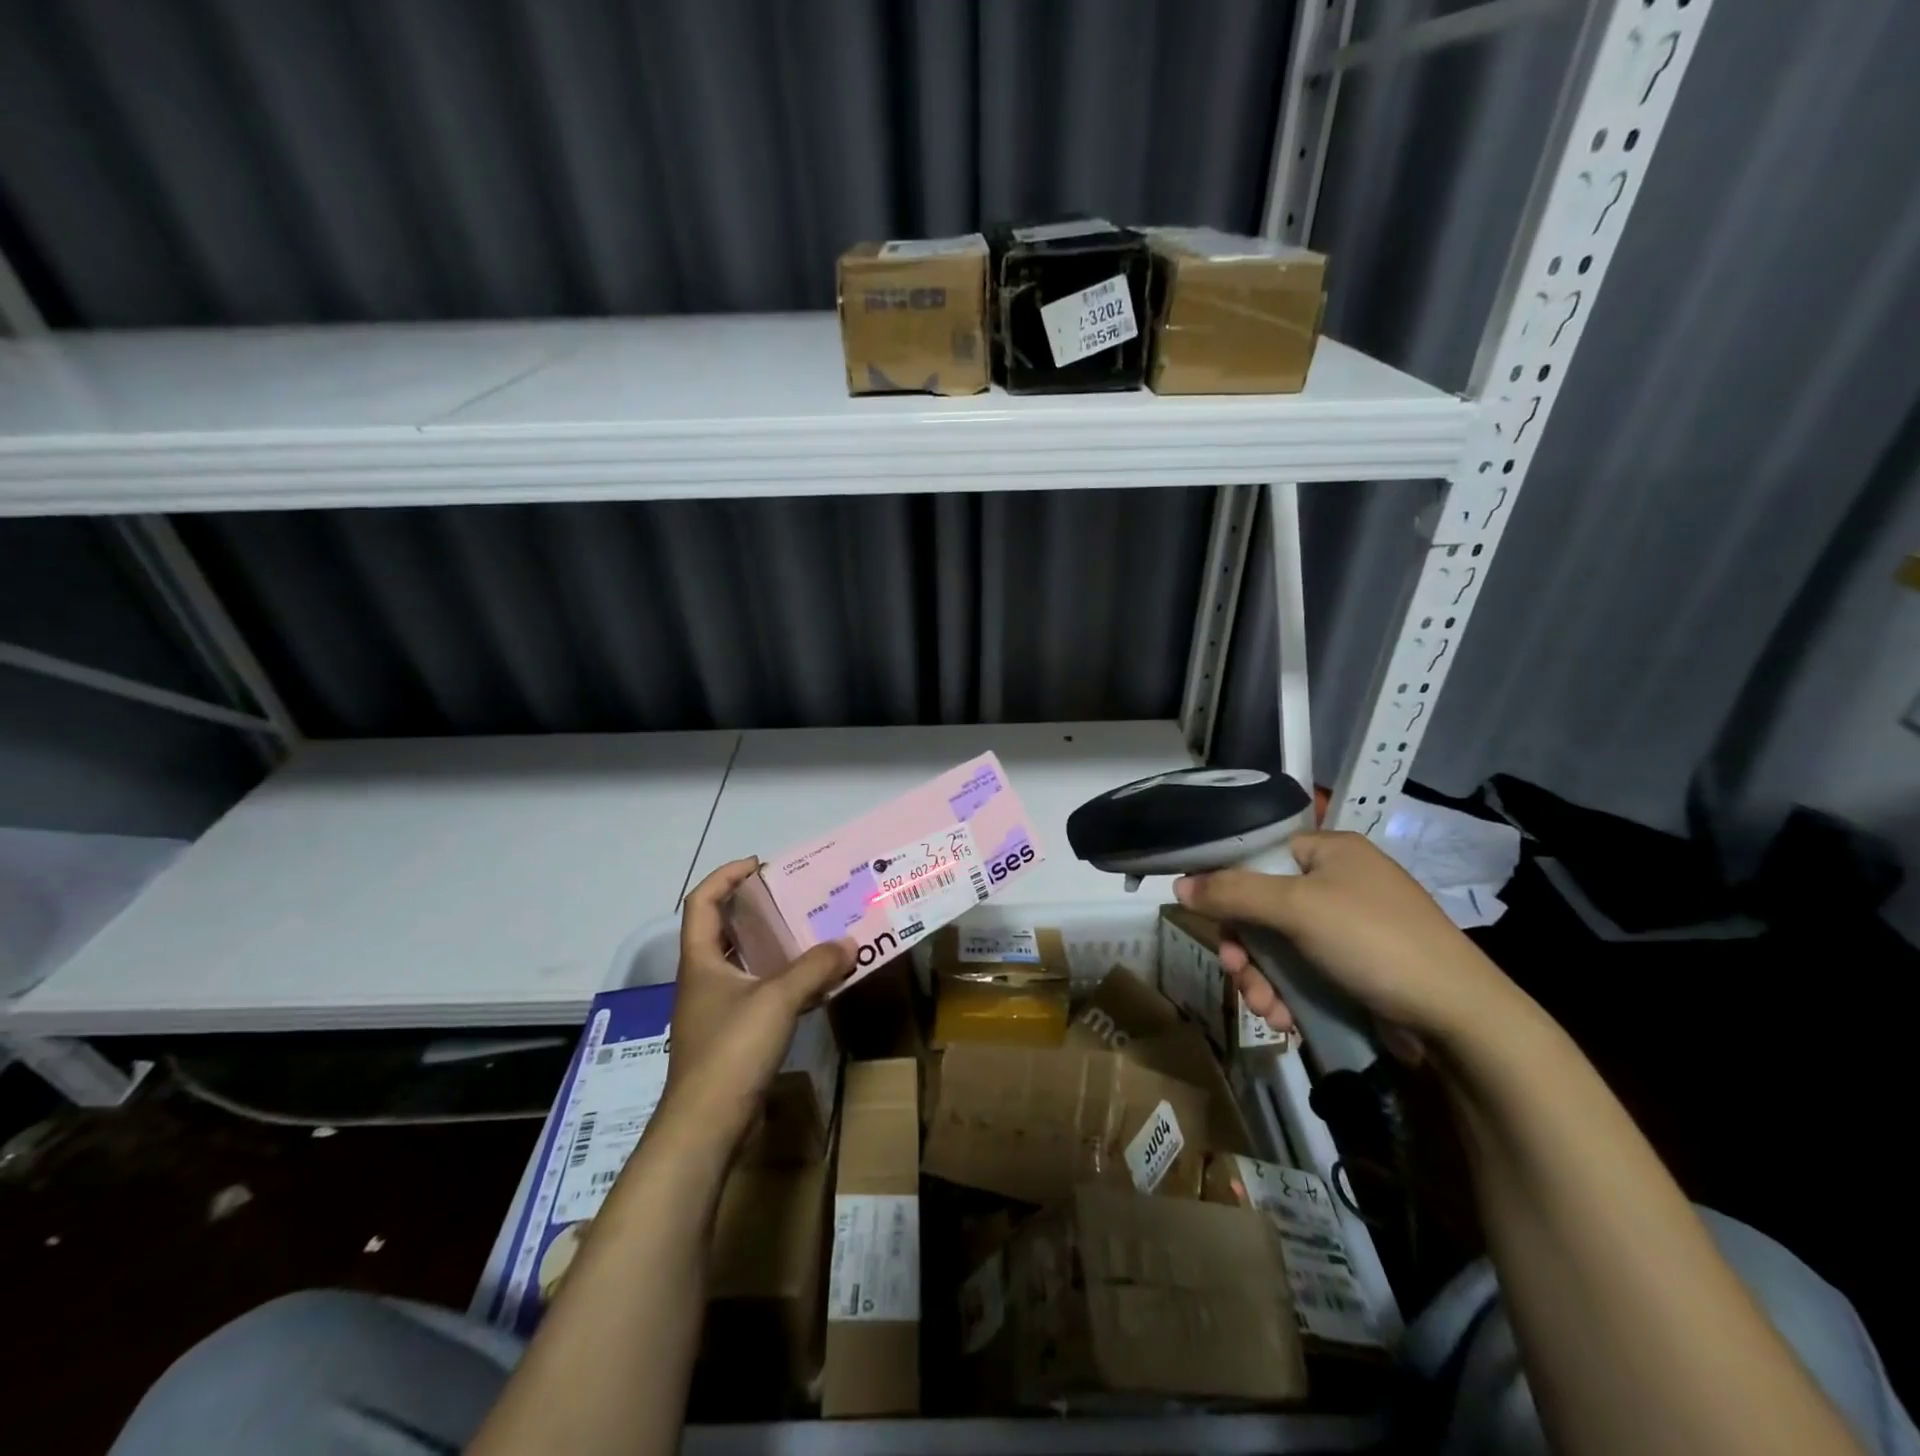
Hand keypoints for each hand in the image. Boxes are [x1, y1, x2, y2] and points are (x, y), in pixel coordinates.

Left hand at [659, 859, 854, 1152]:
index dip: (726, 876)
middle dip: (757, 909)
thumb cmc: (731, 1050)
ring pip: (745, 964)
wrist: (705, 1127)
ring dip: (775, 947)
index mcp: (701, 960)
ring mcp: (716, 1010)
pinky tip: (815, 984)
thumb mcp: (777, 1000)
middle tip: (796, 897)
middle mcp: (704, 979)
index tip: (760, 865)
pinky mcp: (732, 1036)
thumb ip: (815, 967)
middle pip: (725, 930)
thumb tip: (850, 943)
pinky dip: (784, 982)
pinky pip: (760, 994)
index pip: (702, 901)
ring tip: (813, 933)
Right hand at [1174, 830, 1515, 1050]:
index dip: (1228, 885)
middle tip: (1236, 972)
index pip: (1259, 854)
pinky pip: (1303, 971)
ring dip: (1261, 978)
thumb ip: (1232, 892)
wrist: (1460, 1019)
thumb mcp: (1296, 908)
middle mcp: (1339, 882)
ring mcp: (1349, 928)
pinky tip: (1284, 1019)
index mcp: (1331, 850)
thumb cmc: (1374, 941)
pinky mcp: (1356, 968)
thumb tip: (1178, 885)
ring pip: (1279, 945)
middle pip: (1263, 905)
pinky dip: (1287, 994)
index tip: (1210, 919)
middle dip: (1245, 947)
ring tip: (1264, 1008)